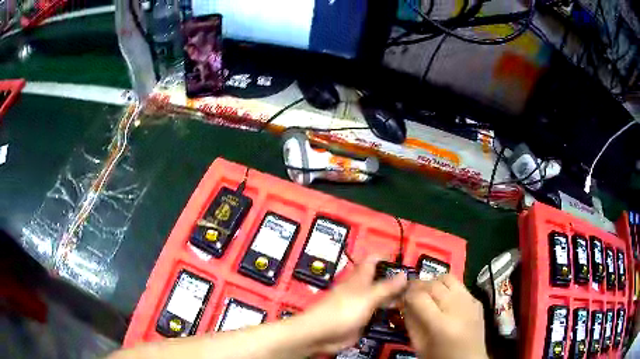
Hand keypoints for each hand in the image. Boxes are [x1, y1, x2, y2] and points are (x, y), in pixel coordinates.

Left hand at [295, 255, 406, 353]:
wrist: (322, 334)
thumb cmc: (343, 311)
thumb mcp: (367, 297)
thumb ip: (386, 287)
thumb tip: (404, 273)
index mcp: (360, 278)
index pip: (373, 260)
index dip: (387, 257)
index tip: (404, 261)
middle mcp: (361, 290)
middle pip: (380, 280)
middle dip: (396, 280)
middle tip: (417, 285)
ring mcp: (361, 306)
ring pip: (381, 298)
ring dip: (394, 298)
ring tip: (415, 300)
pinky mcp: (362, 320)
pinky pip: (378, 314)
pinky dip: (389, 313)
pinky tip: (402, 316)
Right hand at [403, 274, 487, 358]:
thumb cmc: (440, 358)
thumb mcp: (419, 345)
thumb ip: (411, 322)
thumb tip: (404, 301)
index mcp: (441, 324)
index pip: (419, 297)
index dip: (406, 293)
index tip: (400, 296)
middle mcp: (458, 308)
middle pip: (433, 284)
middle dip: (418, 285)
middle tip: (410, 292)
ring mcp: (471, 302)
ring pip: (448, 278)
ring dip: (434, 283)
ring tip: (428, 293)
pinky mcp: (477, 301)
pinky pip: (460, 287)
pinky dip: (448, 289)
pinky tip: (445, 301)